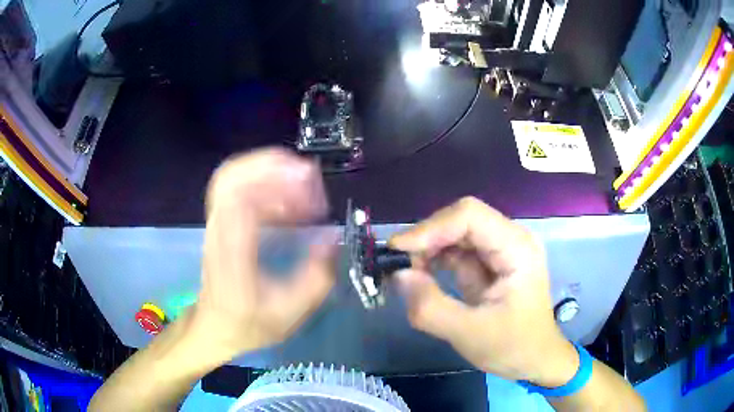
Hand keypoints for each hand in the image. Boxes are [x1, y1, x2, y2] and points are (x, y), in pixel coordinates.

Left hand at [191, 148, 335, 359]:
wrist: (216, 327)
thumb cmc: (249, 324)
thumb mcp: (290, 312)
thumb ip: (317, 278)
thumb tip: (333, 238)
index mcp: (231, 254)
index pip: (240, 199)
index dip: (277, 184)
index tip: (312, 193)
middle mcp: (218, 230)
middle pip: (230, 176)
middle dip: (272, 165)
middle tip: (309, 177)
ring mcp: (215, 223)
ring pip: (231, 175)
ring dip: (267, 170)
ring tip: (301, 184)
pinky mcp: (220, 221)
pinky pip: (237, 187)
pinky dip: (264, 182)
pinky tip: (287, 200)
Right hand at [389, 197, 577, 385]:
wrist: (535, 359)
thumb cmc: (513, 347)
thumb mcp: (470, 334)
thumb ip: (431, 308)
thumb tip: (399, 275)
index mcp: (517, 248)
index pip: (470, 216)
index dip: (431, 227)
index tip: (398, 250)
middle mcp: (509, 239)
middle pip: (461, 220)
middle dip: (427, 238)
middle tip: (398, 264)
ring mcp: (499, 250)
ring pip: (455, 233)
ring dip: (428, 249)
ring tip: (407, 272)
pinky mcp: (488, 263)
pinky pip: (456, 251)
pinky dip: (434, 260)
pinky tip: (420, 276)